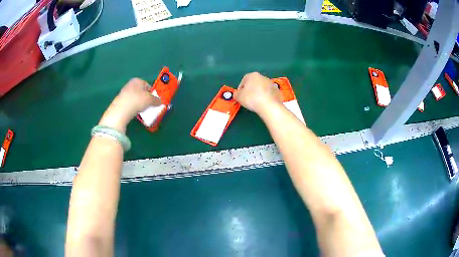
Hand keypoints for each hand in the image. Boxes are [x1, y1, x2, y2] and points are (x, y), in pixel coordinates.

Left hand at [99, 78, 160, 132]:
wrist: (122, 109)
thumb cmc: (138, 100)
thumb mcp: (151, 100)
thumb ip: (157, 100)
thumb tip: (161, 102)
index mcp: (138, 80)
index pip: (148, 85)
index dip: (152, 93)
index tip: (154, 101)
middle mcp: (130, 84)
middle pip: (141, 91)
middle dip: (145, 98)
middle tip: (148, 106)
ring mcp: (124, 92)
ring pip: (135, 97)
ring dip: (139, 103)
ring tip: (141, 110)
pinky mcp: (120, 100)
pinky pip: (130, 103)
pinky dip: (133, 106)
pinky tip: (134, 112)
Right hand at [234, 72, 281, 114]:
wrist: (269, 106)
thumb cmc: (251, 98)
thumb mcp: (239, 97)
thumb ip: (236, 94)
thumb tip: (237, 94)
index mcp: (252, 75)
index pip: (244, 80)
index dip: (241, 89)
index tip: (241, 96)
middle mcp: (262, 76)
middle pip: (254, 83)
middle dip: (251, 90)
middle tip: (248, 99)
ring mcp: (271, 83)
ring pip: (262, 88)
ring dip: (259, 93)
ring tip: (257, 102)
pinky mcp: (277, 91)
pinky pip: (269, 93)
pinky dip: (266, 97)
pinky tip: (264, 103)